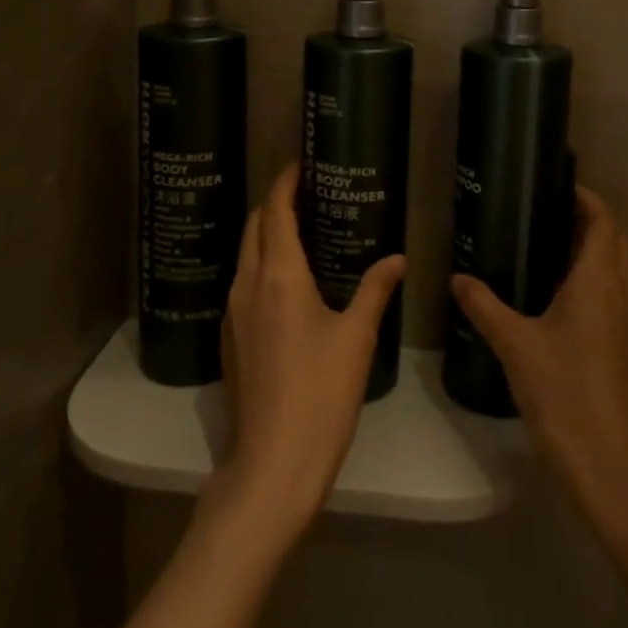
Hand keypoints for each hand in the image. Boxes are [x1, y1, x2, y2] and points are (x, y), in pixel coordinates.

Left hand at [215, 164, 405, 537]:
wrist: (272, 464)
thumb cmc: (321, 393)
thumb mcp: (356, 337)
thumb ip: (375, 290)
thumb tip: (397, 258)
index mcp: (278, 274)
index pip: (275, 210)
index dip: (286, 182)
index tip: (302, 163)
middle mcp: (247, 284)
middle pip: (255, 226)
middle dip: (276, 203)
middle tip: (309, 194)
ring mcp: (233, 313)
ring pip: (246, 254)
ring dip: (268, 233)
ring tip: (303, 231)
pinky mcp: (230, 338)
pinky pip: (244, 283)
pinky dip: (262, 264)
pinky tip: (288, 281)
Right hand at [451, 186, 627, 519]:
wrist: (615, 471)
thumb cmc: (564, 395)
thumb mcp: (515, 346)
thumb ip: (485, 307)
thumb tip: (457, 278)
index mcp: (600, 284)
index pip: (604, 223)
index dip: (588, 199)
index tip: (561, 185)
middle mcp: (626, 298)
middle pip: (618, 244)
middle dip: (592, 224)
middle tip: (550, 217)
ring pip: (624, 276)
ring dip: (599, 258)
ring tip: (554, 258)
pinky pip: (623, 305)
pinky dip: (602, 290)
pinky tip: (569, 312)